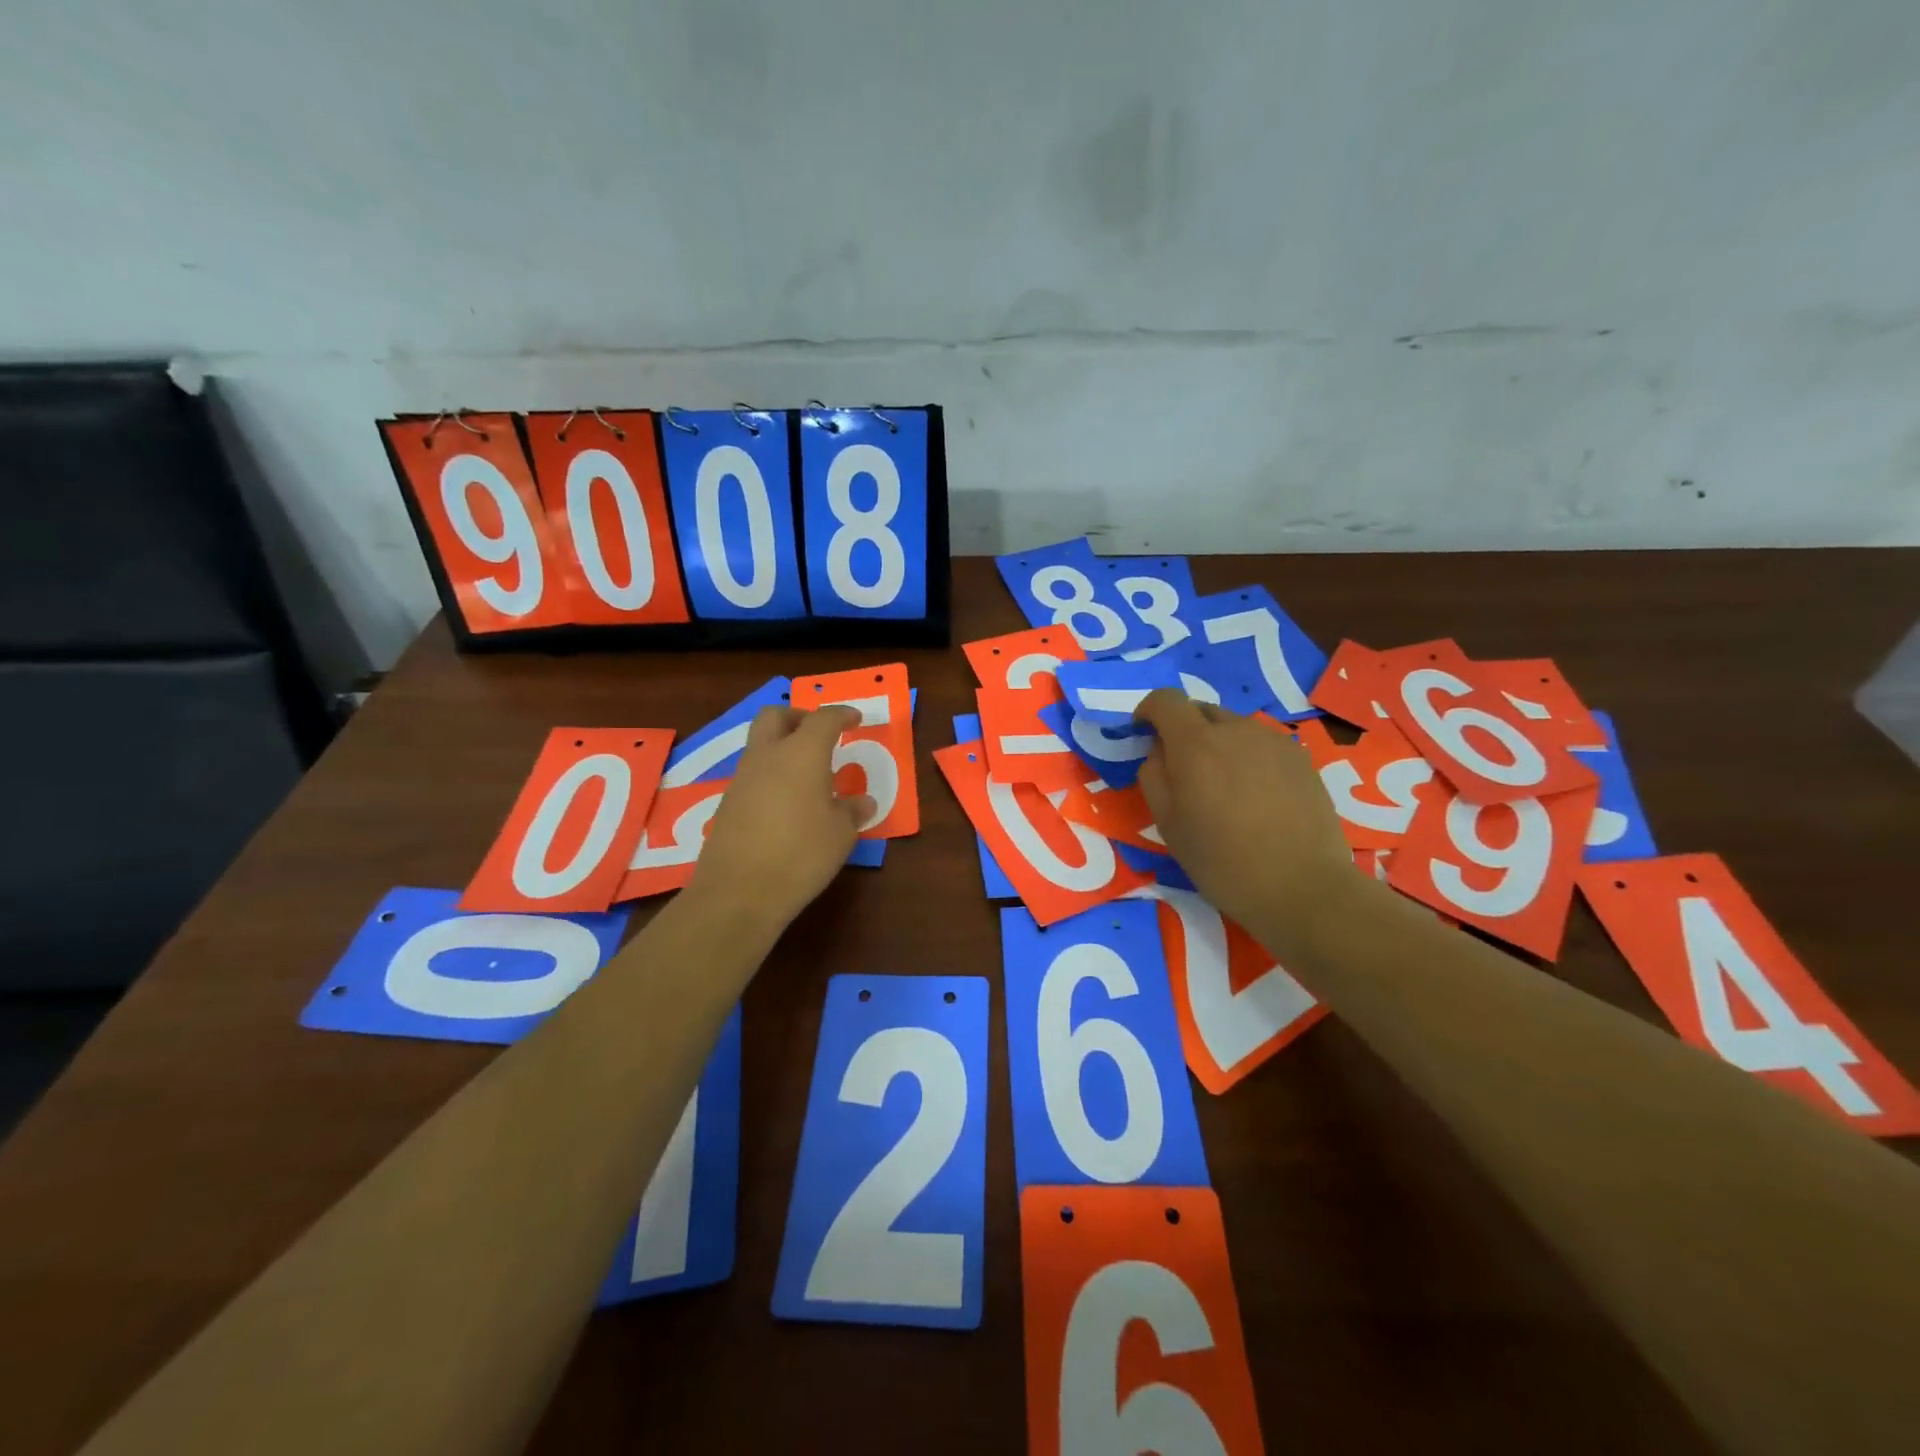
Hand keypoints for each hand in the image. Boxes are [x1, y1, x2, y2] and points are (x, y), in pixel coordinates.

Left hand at [689, 705, 874, 931]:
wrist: (738, 892)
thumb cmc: (801, 854)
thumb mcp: (841, 834)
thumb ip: (852, 811)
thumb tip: (863, 802)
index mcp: (801, 754)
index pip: (823, 719)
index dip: (842, 715)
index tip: (855, 719)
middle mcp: (767, 756)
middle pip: (776, 715)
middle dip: (799, 717)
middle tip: (820, 735)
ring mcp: (742, 778)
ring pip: (760, 744)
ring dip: (783, 747)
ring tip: (808, 775)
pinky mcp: (728, 803)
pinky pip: (753, 773)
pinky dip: (771, 775)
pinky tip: (787, 804)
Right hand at [1134, 691, 1352, 934]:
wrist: (1302, 887)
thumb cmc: (1222, 861)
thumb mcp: (1168, 824)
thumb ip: (1153, 776)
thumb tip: (1159, 750)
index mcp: (1196, 744)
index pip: (1165, 700)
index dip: (1148, 711)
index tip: (1143, 734)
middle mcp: (1235, 729)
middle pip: (1200, 710)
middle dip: (1183, 730)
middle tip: (1182, 771)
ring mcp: (1273, 740)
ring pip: (1232, 727)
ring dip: (1217, 744)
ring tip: (1223, 788)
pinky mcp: (1300, 757)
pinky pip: (1260, 744)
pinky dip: (1246, 757)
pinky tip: (1255, 796)